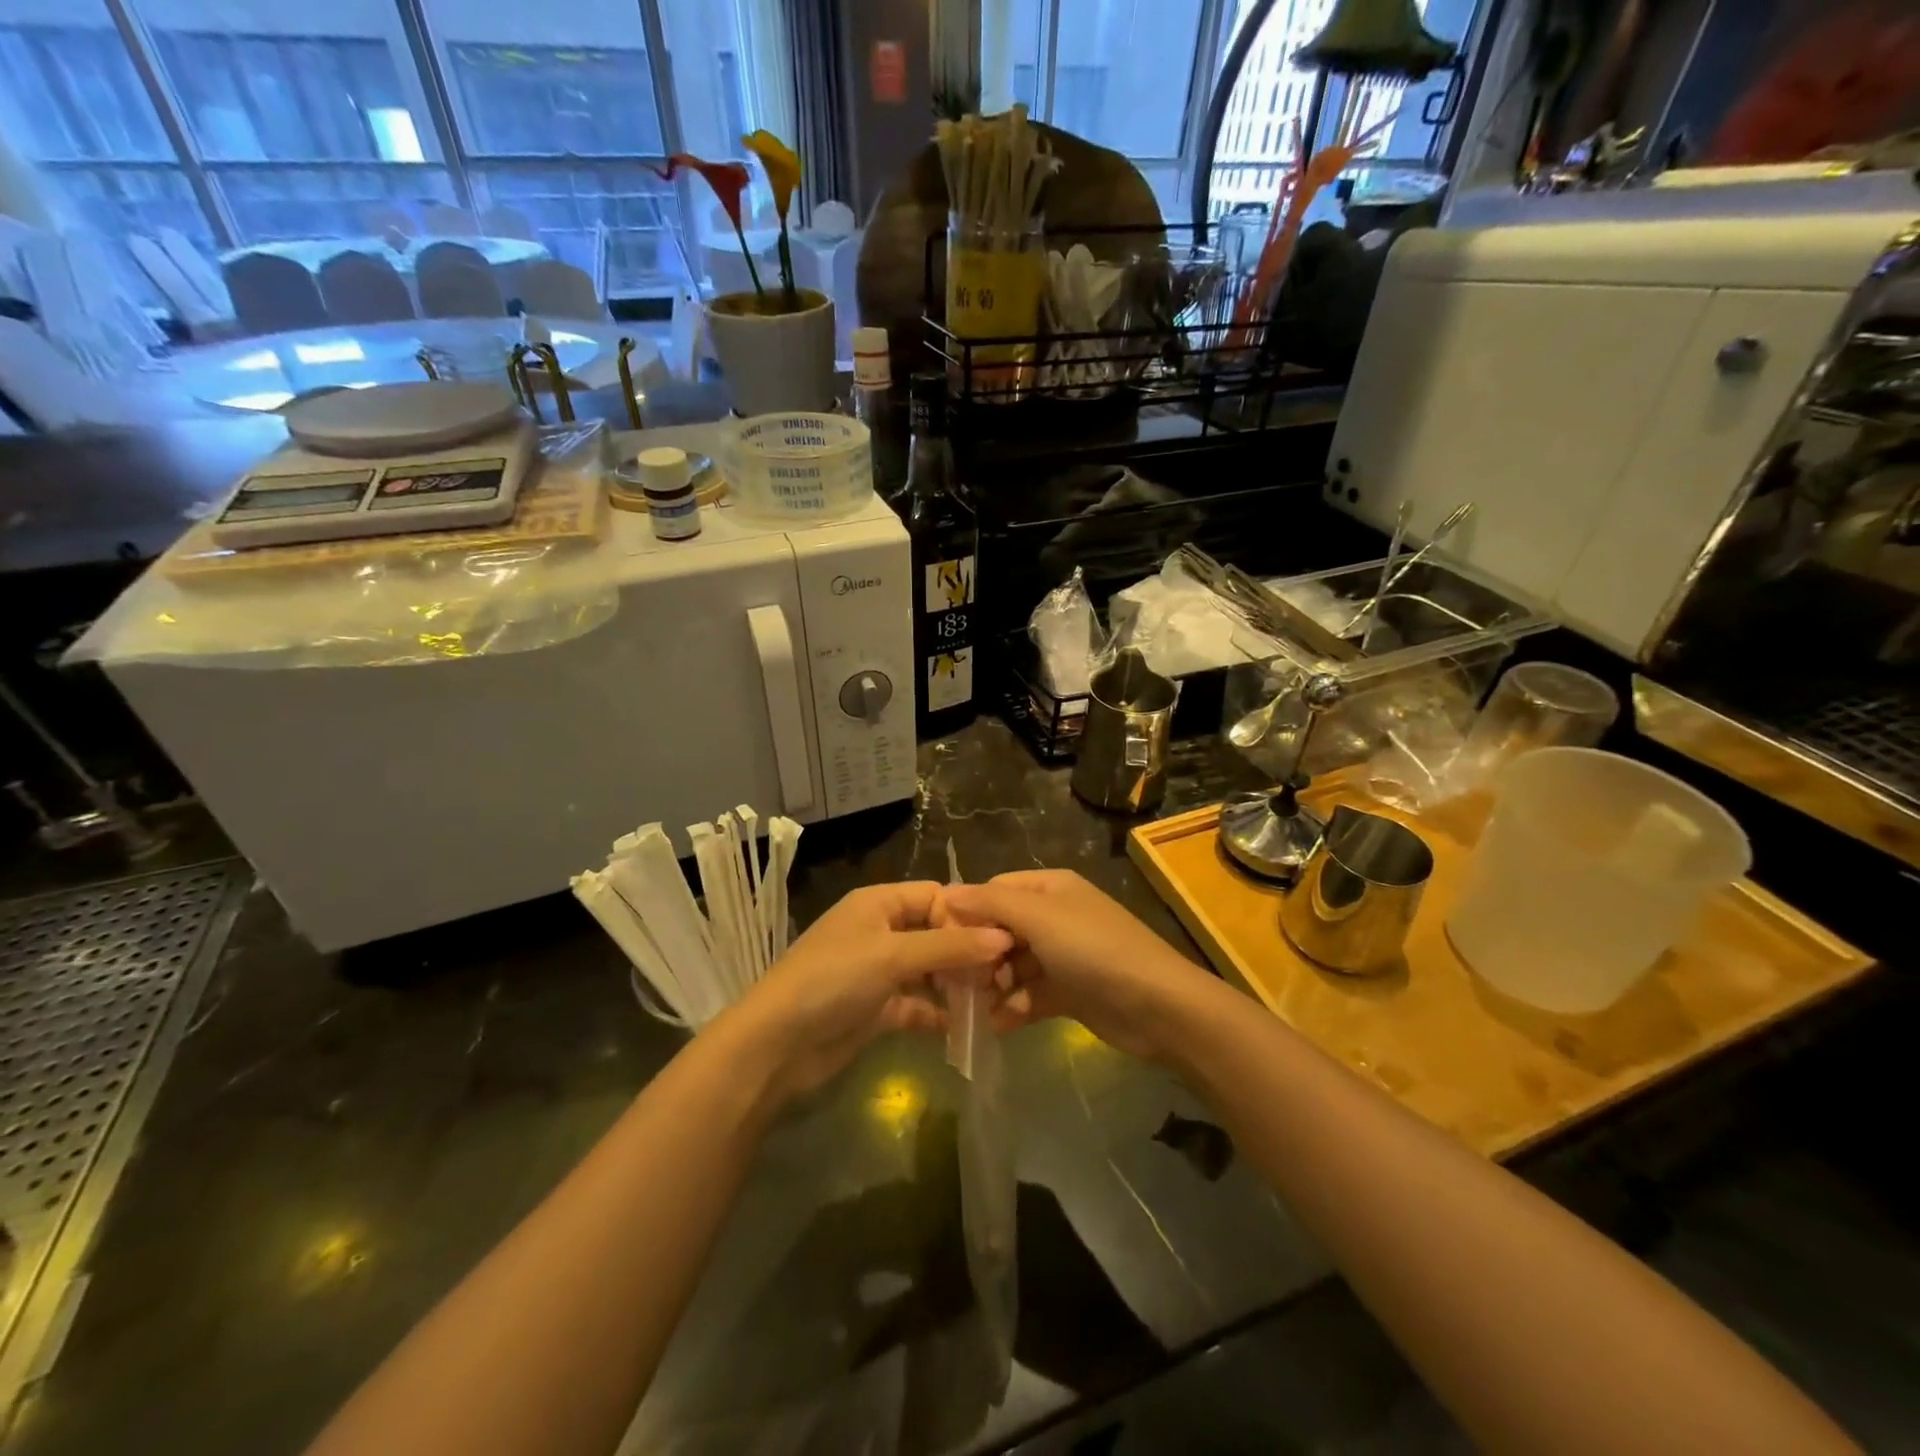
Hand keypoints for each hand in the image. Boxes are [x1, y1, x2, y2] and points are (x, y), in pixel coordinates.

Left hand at [726, 882, 1011, 1103]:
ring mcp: (878, 971)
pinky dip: (938, 1012)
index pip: (935, 896)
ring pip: (929, 970)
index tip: (1001, 942)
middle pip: (935, 933)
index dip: (966, 916)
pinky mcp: (877, 1008)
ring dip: (956, 984)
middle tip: (1001, 976)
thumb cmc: (833, 980)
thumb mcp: (892, 956)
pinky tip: (966, 1027)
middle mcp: (880, 931)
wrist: (777, 1045)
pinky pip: (917, 1003)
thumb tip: (1003, 938)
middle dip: (966, 953)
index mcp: (878, 904)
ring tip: (991, 1001)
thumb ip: (949, 947)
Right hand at [942, 870, 1211, 1061]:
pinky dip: (1013, 1008)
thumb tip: (946, 893)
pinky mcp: (1068, 992)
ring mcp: (1062, 956)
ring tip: (971, 1009)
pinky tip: (995, 1025)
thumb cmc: (1093, 950)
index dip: (967, 913)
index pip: (994, 891)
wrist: (1157, 1006)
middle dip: (978, 955)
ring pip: (1012, 966)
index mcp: (1050, 888)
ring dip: (992, 986)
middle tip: (954, 984)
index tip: (942, 942)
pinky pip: (1029, 995)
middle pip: (1000, 930)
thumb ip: (991, 903)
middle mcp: (1054, 917)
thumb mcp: (1039, 917)